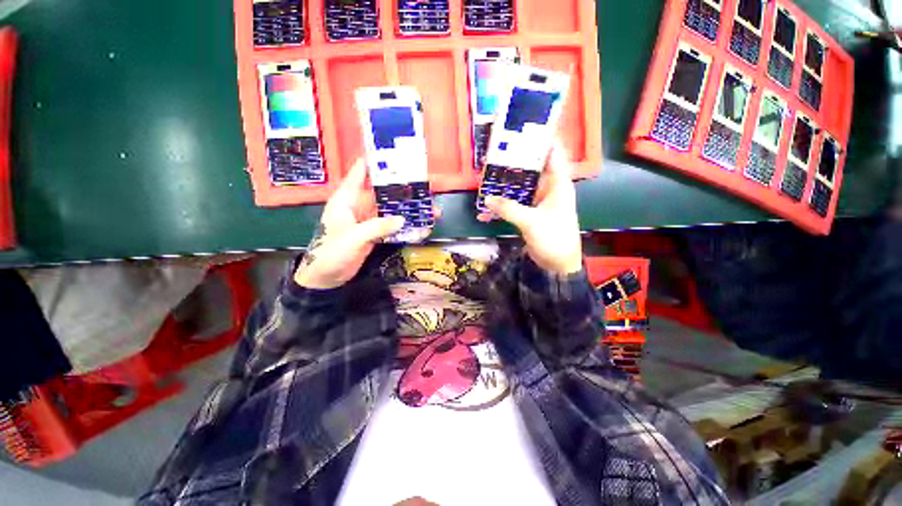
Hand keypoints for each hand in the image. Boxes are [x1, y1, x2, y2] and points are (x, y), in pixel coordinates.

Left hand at [295, 159, 438, 288]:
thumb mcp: (353, 237)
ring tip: (430, 210)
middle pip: (384, 192)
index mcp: (347, 198)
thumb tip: (402, 219)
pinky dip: (406, 227)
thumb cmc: (331, 252)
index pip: (361, 173)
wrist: (327, 278)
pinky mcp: (375, 233)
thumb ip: (377, 227)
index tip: (396, 154)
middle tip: (425, 187)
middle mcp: (359, 205)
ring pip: (392, 210)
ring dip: (409, 210)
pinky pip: (393, 226)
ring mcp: (369, 220)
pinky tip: (421, 227)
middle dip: (404, 190)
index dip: (376, 161)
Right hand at [477, 142, 581, 274]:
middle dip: (514, 161)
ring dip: (506, 183)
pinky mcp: (530, 212)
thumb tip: (487, 198)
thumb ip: (509, 209)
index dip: (541, 138)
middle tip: (495, 151)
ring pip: (521, 185)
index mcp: (558, 183)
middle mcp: (549, 187)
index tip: (522, 127)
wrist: (557, 264)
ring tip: (487, 174)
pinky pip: (515, 202)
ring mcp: (538, 200)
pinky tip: (488, 205)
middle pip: (532, 167)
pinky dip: (503, 203)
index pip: (553, 152)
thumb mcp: (531, 222)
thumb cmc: (554, 238)